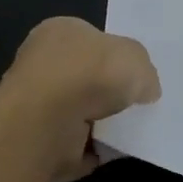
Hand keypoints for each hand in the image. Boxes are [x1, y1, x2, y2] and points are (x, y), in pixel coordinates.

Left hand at [0, 16, 160, 181]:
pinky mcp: (37, 141)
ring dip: (101, 122)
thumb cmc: (90, 72)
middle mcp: (43, 63)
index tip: (135, 73)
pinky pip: (74, 143)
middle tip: (138, 102)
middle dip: (107, 90)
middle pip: (85, 76)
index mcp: (60, 31)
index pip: (91, 39)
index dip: (115, 55)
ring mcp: (36, 104)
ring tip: (132, 129)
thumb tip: (145, 90)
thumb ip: (144, 70)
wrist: (48, 123)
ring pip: (79, 111)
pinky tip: (114, 150)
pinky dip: (93, 148)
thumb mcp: (136, 57)